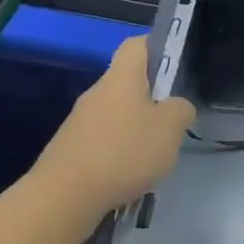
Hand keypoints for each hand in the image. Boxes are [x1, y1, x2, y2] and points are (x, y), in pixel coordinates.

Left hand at [26, 36, 194, 217]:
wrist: (62, 198)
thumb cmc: (123, 152)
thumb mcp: (171, 128)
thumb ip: (181, 109)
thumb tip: (176, 107)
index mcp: (121, 78)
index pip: (137, 44)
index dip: (159, 46)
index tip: (178, 64)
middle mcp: (97, 93)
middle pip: (128, 81)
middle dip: (153, 96)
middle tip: (174, 118)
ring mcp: (79, 122)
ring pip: (117, 112)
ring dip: (137, 126)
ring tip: (155, 152)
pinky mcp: (70, 149)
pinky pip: (103, 139)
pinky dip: (119, 150)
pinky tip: (130, 173)